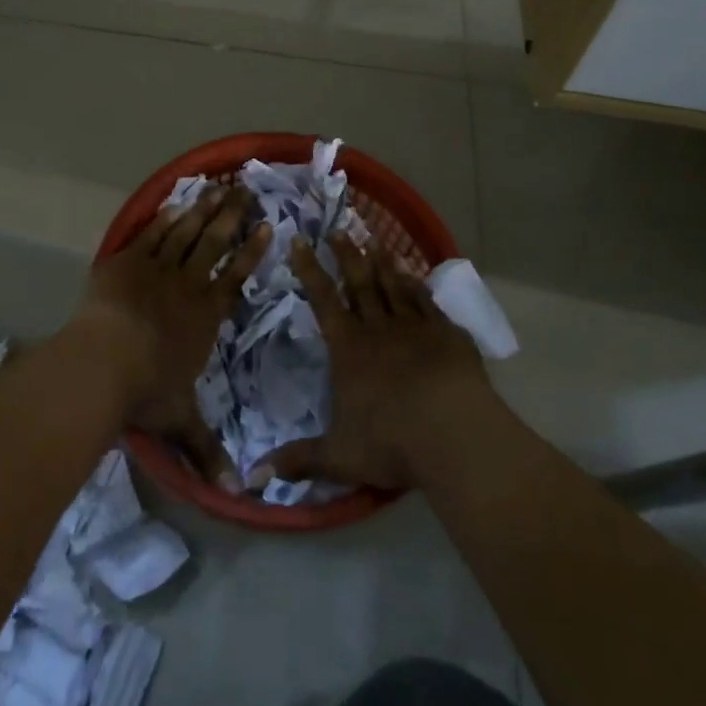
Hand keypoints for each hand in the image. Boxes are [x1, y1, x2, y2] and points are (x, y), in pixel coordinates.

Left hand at [76, 184, 269, 490]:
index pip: (236, 278)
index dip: (252, 253)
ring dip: (204, 210)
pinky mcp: (127, 261)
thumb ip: (208, 451)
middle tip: (247, 190)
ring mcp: (157, 269)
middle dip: (233, 217)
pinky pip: (152, 233)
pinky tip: (176, 203)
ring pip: (186, 232)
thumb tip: (238, 495)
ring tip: (218, 188)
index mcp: (205, 317)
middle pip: (215, 244)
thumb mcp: (181, 422)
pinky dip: (165, 217)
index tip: (268, 227)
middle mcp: (187, 285)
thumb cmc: (147, 390)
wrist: (103, 362)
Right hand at [251, 232, 489, 492]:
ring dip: (382, 262)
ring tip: (375, 240)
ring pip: (393, 285)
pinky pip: (426, 301)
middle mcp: (378, 328)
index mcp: (349, 349)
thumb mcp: (338, 456)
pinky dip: (417, 285)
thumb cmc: (391, 442)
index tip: (300, 241)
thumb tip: (252, 477)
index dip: (309, 270)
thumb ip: (298, 460)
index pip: (323, 300)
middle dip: (347, 255)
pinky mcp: (446, 333)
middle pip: (359, 282)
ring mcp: (414, 326)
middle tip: (339, 228)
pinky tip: (413, 274)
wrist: (453, 433)